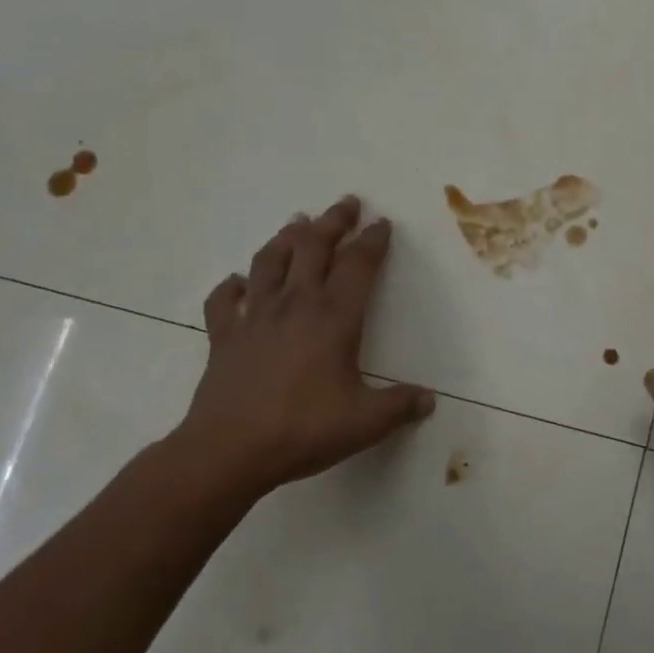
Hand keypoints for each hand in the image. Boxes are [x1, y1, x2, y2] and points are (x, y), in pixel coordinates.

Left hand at [171, 195, 435, 502]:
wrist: (229, 450)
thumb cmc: (304, 429)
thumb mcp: (366, 421)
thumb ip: (401, 406)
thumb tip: (430, 400)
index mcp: (334, 318)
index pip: (358, 266)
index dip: (373, 241)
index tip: (382, 223)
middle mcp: (295, 305)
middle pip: (314, 248)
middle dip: (333, 222)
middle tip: (346, 203)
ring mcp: (254, 317)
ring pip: (270, 262)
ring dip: (286, 238)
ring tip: (298, 222)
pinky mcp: (224, 336)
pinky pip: (224, 301)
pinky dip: (231, 286)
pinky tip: (237, 282)